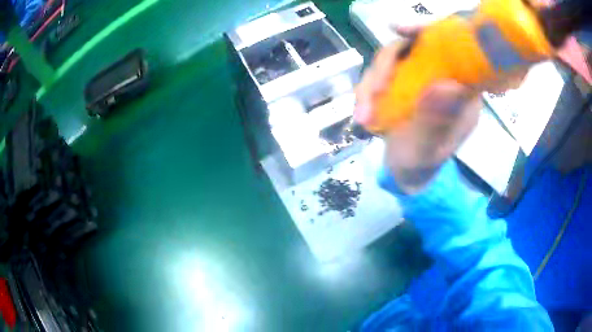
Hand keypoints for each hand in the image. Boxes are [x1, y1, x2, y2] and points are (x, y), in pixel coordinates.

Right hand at [355, 27, 481, 193]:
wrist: (405, 174)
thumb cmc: (421, 166)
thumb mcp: (428, 150)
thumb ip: (436, 122)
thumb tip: (445, 85)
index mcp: (461, 91)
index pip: (450, 50)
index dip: (428, 34)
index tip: (401, 30)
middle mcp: (442, 78)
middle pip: (412, 49)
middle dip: (386, 68)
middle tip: (371, 93)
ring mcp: (420, 79)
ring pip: (391, 61)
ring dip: (371, 84)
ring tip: (363, 115)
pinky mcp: (402, 83)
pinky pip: (380, 75)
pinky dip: (366, 91)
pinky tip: (362, 111)